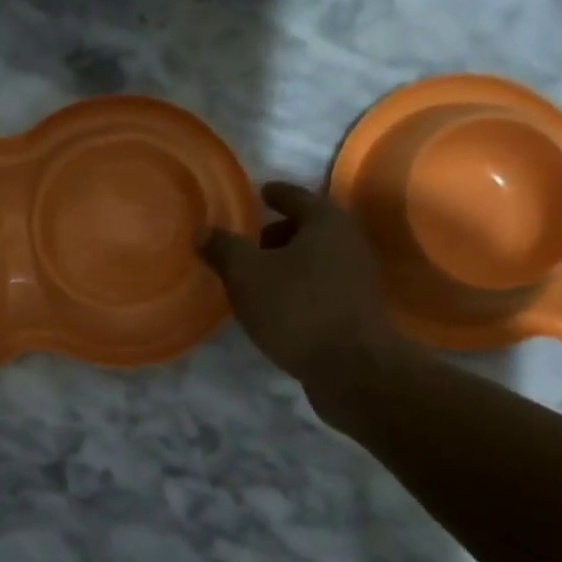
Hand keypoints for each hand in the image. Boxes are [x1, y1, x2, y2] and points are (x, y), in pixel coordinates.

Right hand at [198, 182, 396, 384]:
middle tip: (249, 244)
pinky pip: (321, 286)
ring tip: (256, 279)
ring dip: (288, 263)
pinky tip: (277, 306)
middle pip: (308, 227)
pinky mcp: (357, 309)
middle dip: (278, 232)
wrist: (352, 368)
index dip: (274, 193)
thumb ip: (223, 249)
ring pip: (315, 259)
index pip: (295, 195)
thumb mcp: (246, 275)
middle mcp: (348, 242)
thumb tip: (203, 231)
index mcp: (325, 222)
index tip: (259, 193)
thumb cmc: (296, 308)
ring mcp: (357, 277)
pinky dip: (299, 287)